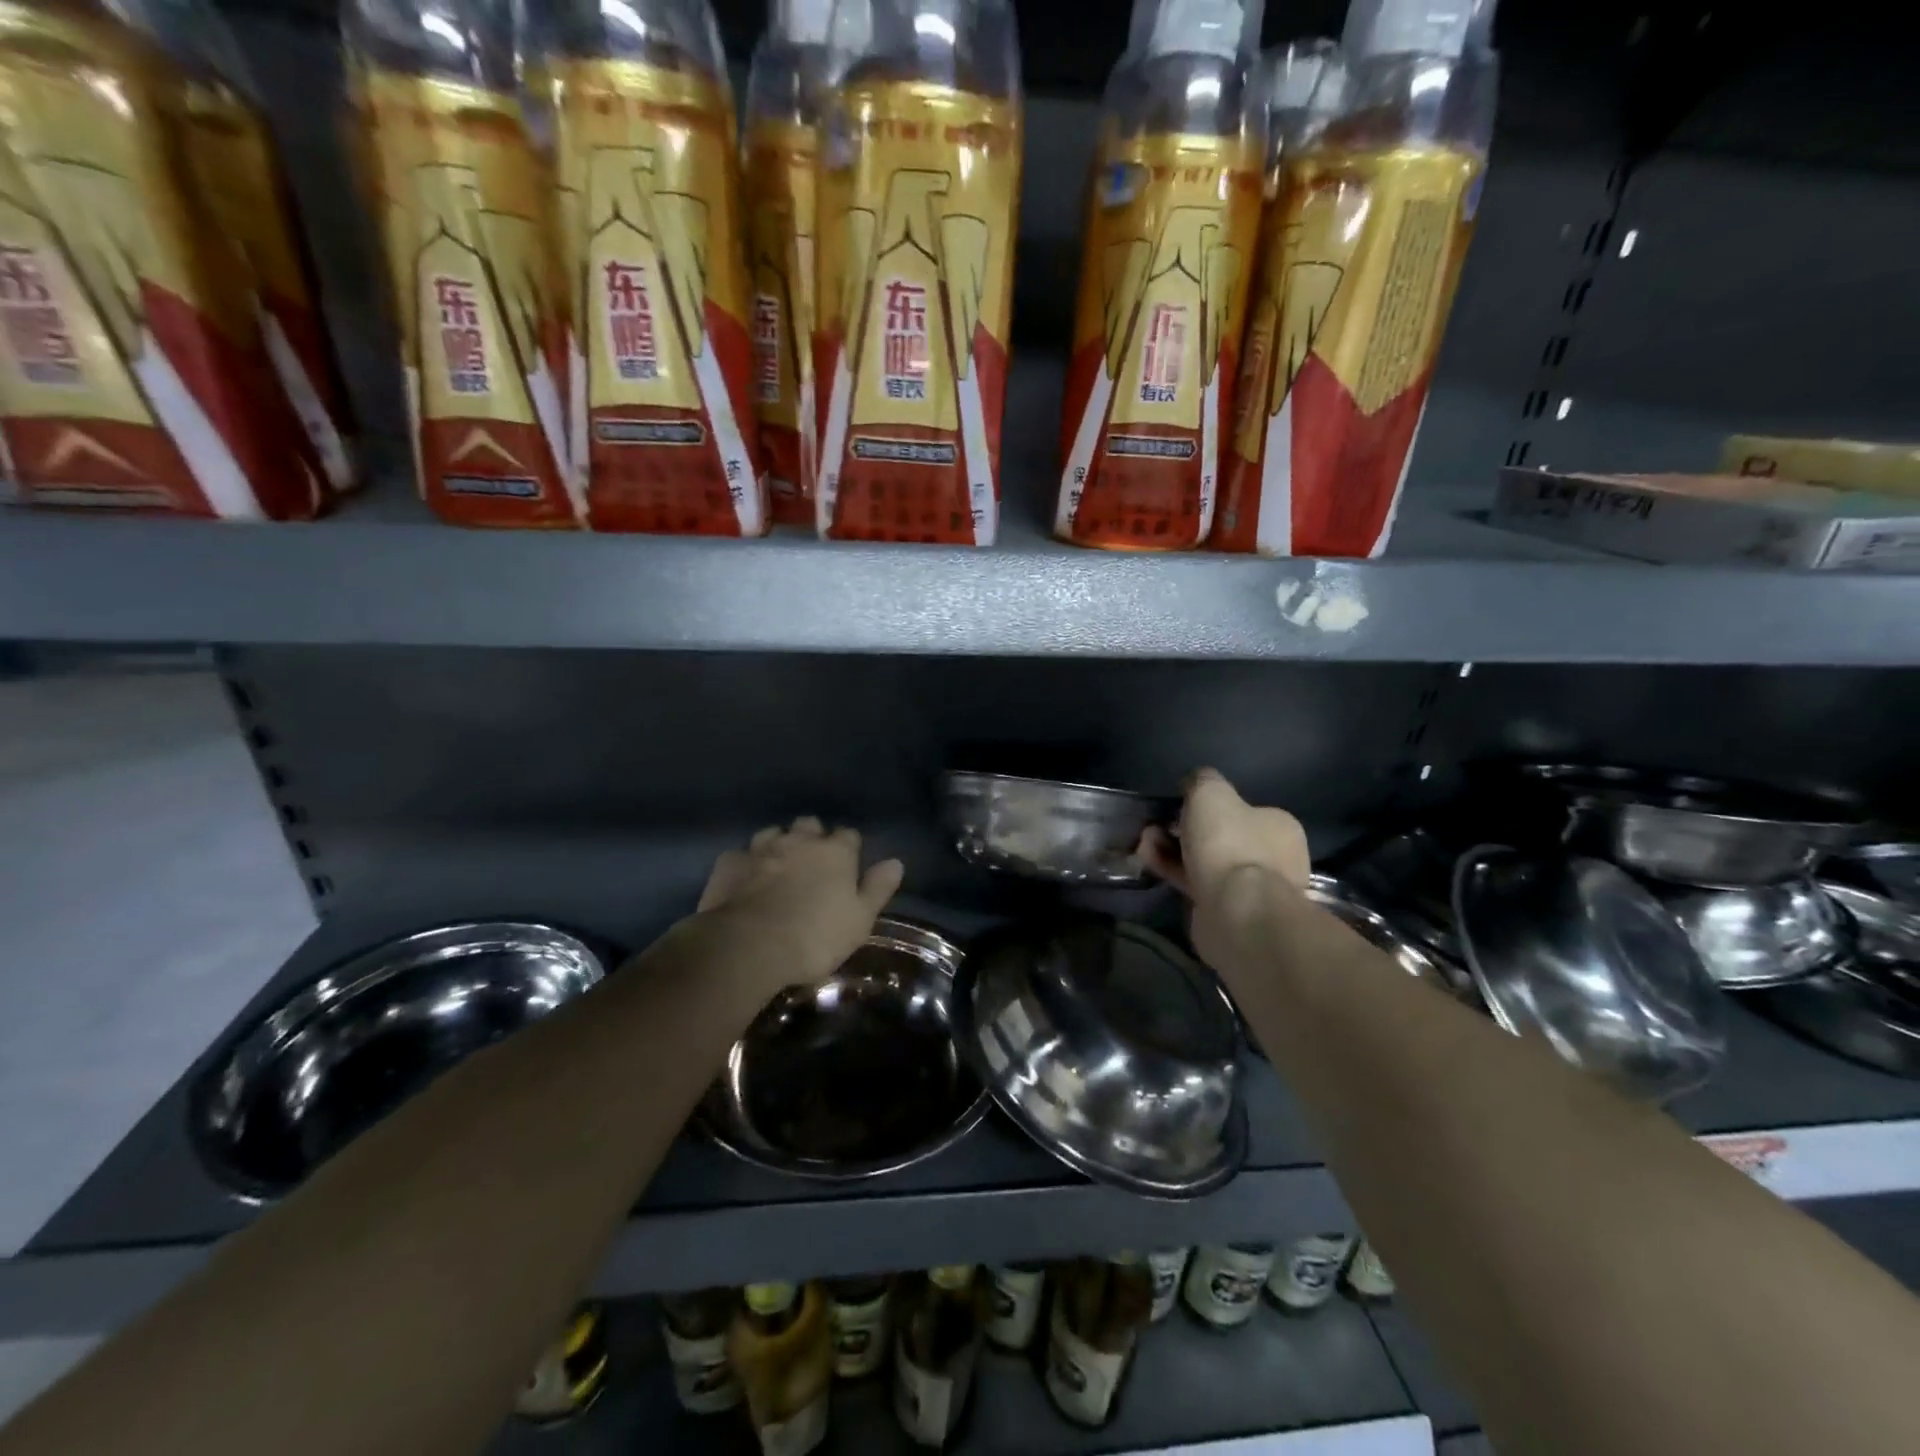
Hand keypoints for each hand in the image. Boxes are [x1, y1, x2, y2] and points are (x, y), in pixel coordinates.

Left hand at [696, 818, 905, 992]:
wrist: (748, 946)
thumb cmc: (814, 937)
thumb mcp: (859, 920)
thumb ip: (877, 888)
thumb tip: (896, 862)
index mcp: (835, 852)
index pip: (849, 835)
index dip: (849, 848)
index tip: (848, 864)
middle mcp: (799, 841)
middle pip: (810, 824)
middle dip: (812, 837)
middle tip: (812, 862)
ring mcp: (761, 848)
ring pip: (773, 832)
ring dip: (778, 843)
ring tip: (778, 865)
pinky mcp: (729, 863)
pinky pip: (740, 854)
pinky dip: (745, 863)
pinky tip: (744, 878)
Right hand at [1140, 769, 1309, 972]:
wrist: (1236, 910)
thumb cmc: (1229, 843)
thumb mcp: (1211, 792)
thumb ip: (1202, 781)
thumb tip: (1195, 784)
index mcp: (1279, 825)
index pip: (1242, 809)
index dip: (1206, 806)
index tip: (1177, 806)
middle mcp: (1273, 856)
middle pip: (1219, 836)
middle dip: (1182, 829)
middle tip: (1155, 826)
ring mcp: (1252, 887)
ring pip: (1204, 860)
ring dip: (1171, 849)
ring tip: (1144, 843)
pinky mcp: (1228, 910)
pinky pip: (1195, 883)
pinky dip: (1172, 870)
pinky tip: (1148, 861)